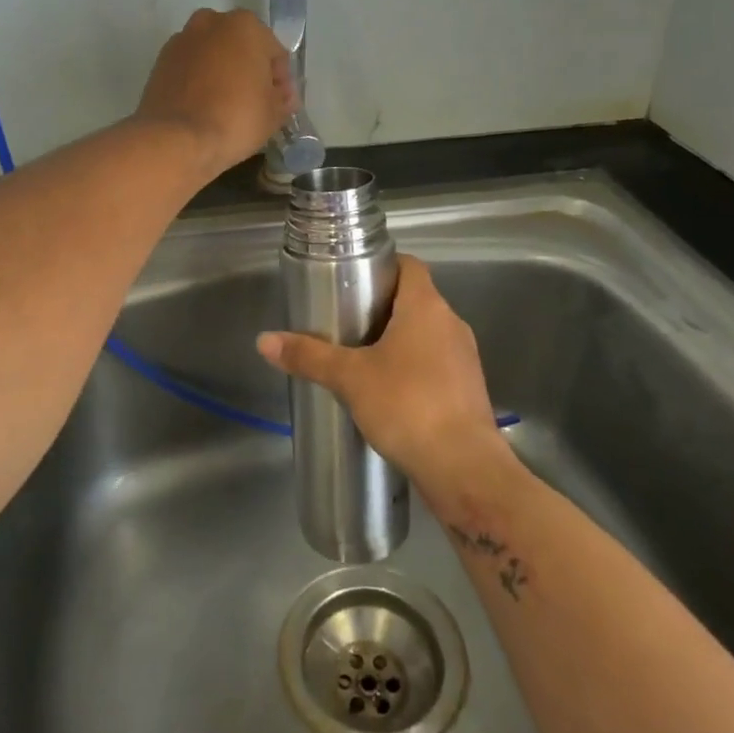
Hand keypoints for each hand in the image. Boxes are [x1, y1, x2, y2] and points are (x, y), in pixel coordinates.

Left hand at [135, 9, 294, 175]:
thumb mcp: (274, 114)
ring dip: (222, 74)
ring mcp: (181, 41)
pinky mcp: (159, 62)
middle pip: (240, 48)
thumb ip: (282, 99)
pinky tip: (203, 109)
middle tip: (255, 104)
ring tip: (227, 107)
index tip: (280, 104)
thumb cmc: (235, 119)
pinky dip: (198, 83)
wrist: (176, 139)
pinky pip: (190, 70)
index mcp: (245, 26)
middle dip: (249, 71)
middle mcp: (211, 22)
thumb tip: (281, 96)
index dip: (281, 81)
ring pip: (212, 56)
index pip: (274, 53)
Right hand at [257, 255, 511, 495]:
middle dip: (382, 307)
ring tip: (361, 357)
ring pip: (427, 334)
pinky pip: (437, 364)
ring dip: (398, 340)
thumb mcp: (349, 378)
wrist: (463, 467)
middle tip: (345, 320)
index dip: (382, 265)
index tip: (353, 279)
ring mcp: (465, 357)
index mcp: (427, 307)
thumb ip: (308, 356)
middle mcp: (451, 323)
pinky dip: (413, 368)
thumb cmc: (406, 405)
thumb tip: (264, 340)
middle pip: (415, 299)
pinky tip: (388, 392)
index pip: (409, 265)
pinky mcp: (468, 389)